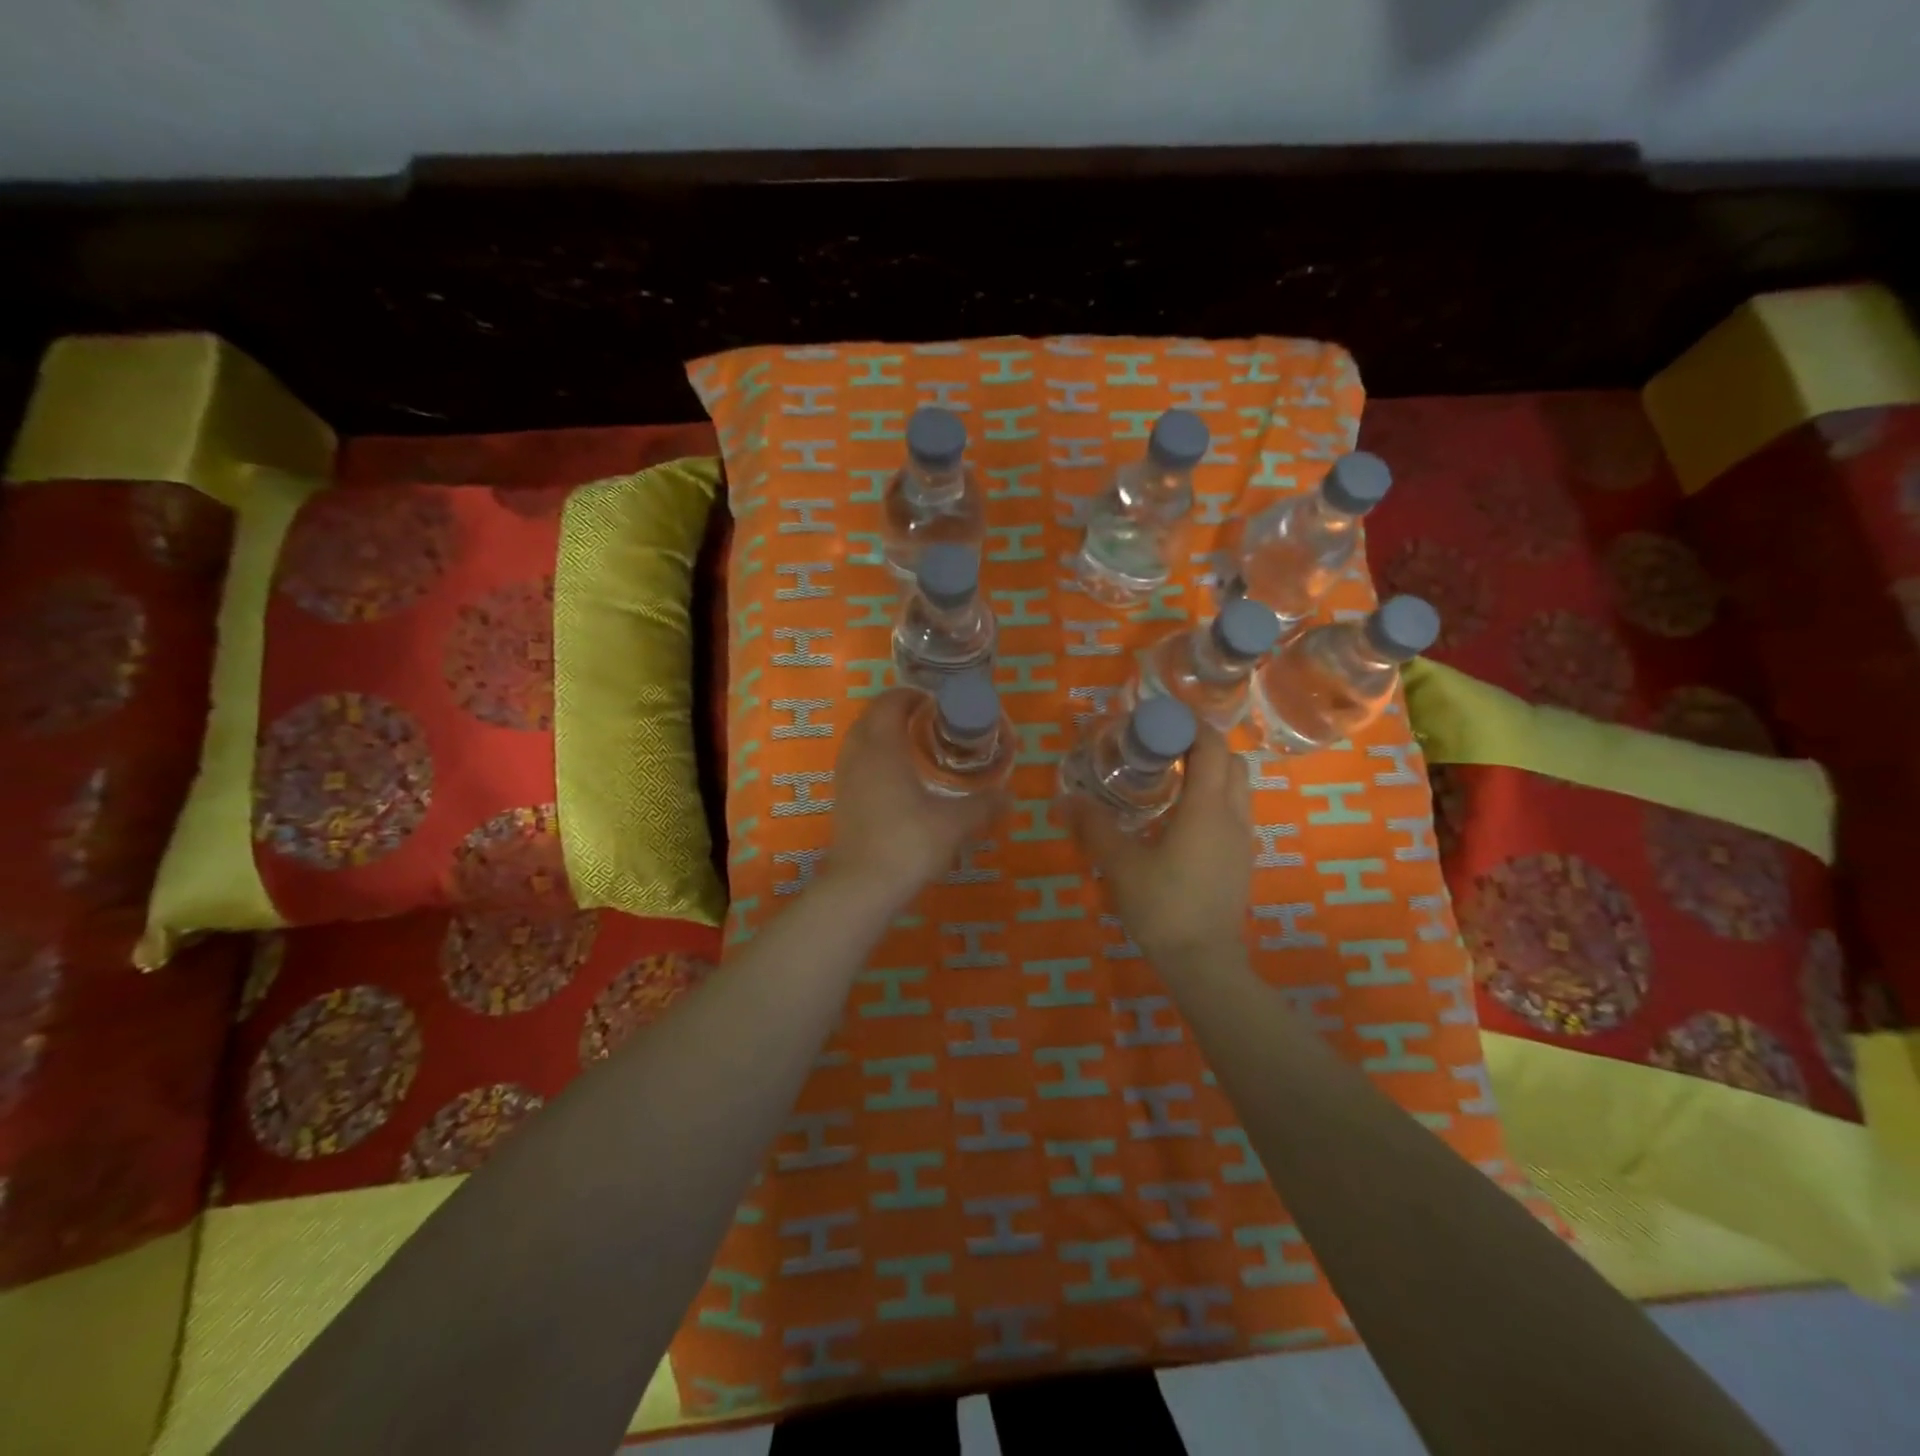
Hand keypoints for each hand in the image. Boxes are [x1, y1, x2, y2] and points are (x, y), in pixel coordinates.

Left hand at [826, 689, 1006, 906]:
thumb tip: (1010, 795)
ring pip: (860, 741)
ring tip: (915, 747)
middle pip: (872, 717)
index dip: (912, 695)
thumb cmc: (909, 842)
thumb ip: (984, 804)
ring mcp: (845, 778)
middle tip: (930, 721)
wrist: (862, 886)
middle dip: (897, 712)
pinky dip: (875, 759)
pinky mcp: (842, 801)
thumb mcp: (955, 823)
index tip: (937, 702)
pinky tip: (899, 780)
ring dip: (883, 735)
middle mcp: (858, 755)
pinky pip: (857, 764)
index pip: (890, 702)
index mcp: (882, 746)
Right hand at [1066, 723, 1253, 965]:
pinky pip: (1234, 813)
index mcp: (1206, 808)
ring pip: (1237, 787)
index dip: (1188, 726)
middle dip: (1201, 746)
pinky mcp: (1241, 861)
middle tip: (1163, 749)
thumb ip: (1094, 827)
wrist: (1203, 962)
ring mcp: (1242, 840)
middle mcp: (1232, 816)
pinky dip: (1214, 799)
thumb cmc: (1163, 906)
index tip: (1157, 721)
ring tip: (1171, 780)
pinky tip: (1180, 819)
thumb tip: (1066, 799)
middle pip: (1231, 761)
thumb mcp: (1121, 864)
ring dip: (1211, 772)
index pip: (1210, 746)